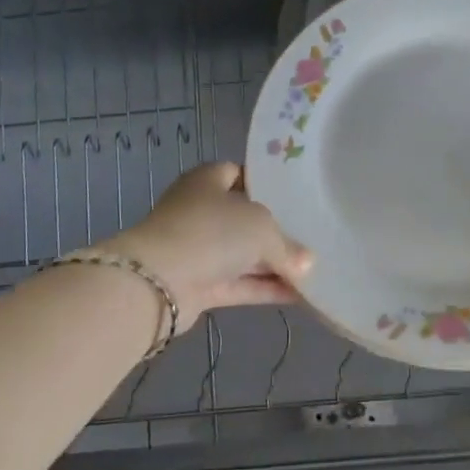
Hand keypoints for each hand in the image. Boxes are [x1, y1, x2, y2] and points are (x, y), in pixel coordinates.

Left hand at [104, 163, 312, 328]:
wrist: (156, 282)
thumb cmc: (211, 232)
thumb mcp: (261, 228)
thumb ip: (286, 246)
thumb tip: (306, 265)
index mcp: (207, 180)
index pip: (239, 173)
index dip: (265, 183)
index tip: (295, 197)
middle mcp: (199, 210)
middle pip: (243, 217)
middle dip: (274, 230)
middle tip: (310, 237)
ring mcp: (196, 249)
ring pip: (241, 254)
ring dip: (272, 264)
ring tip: (312, 272)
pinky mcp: (197, 284)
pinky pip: (237, 283)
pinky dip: (263, 288)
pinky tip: (297, 295)